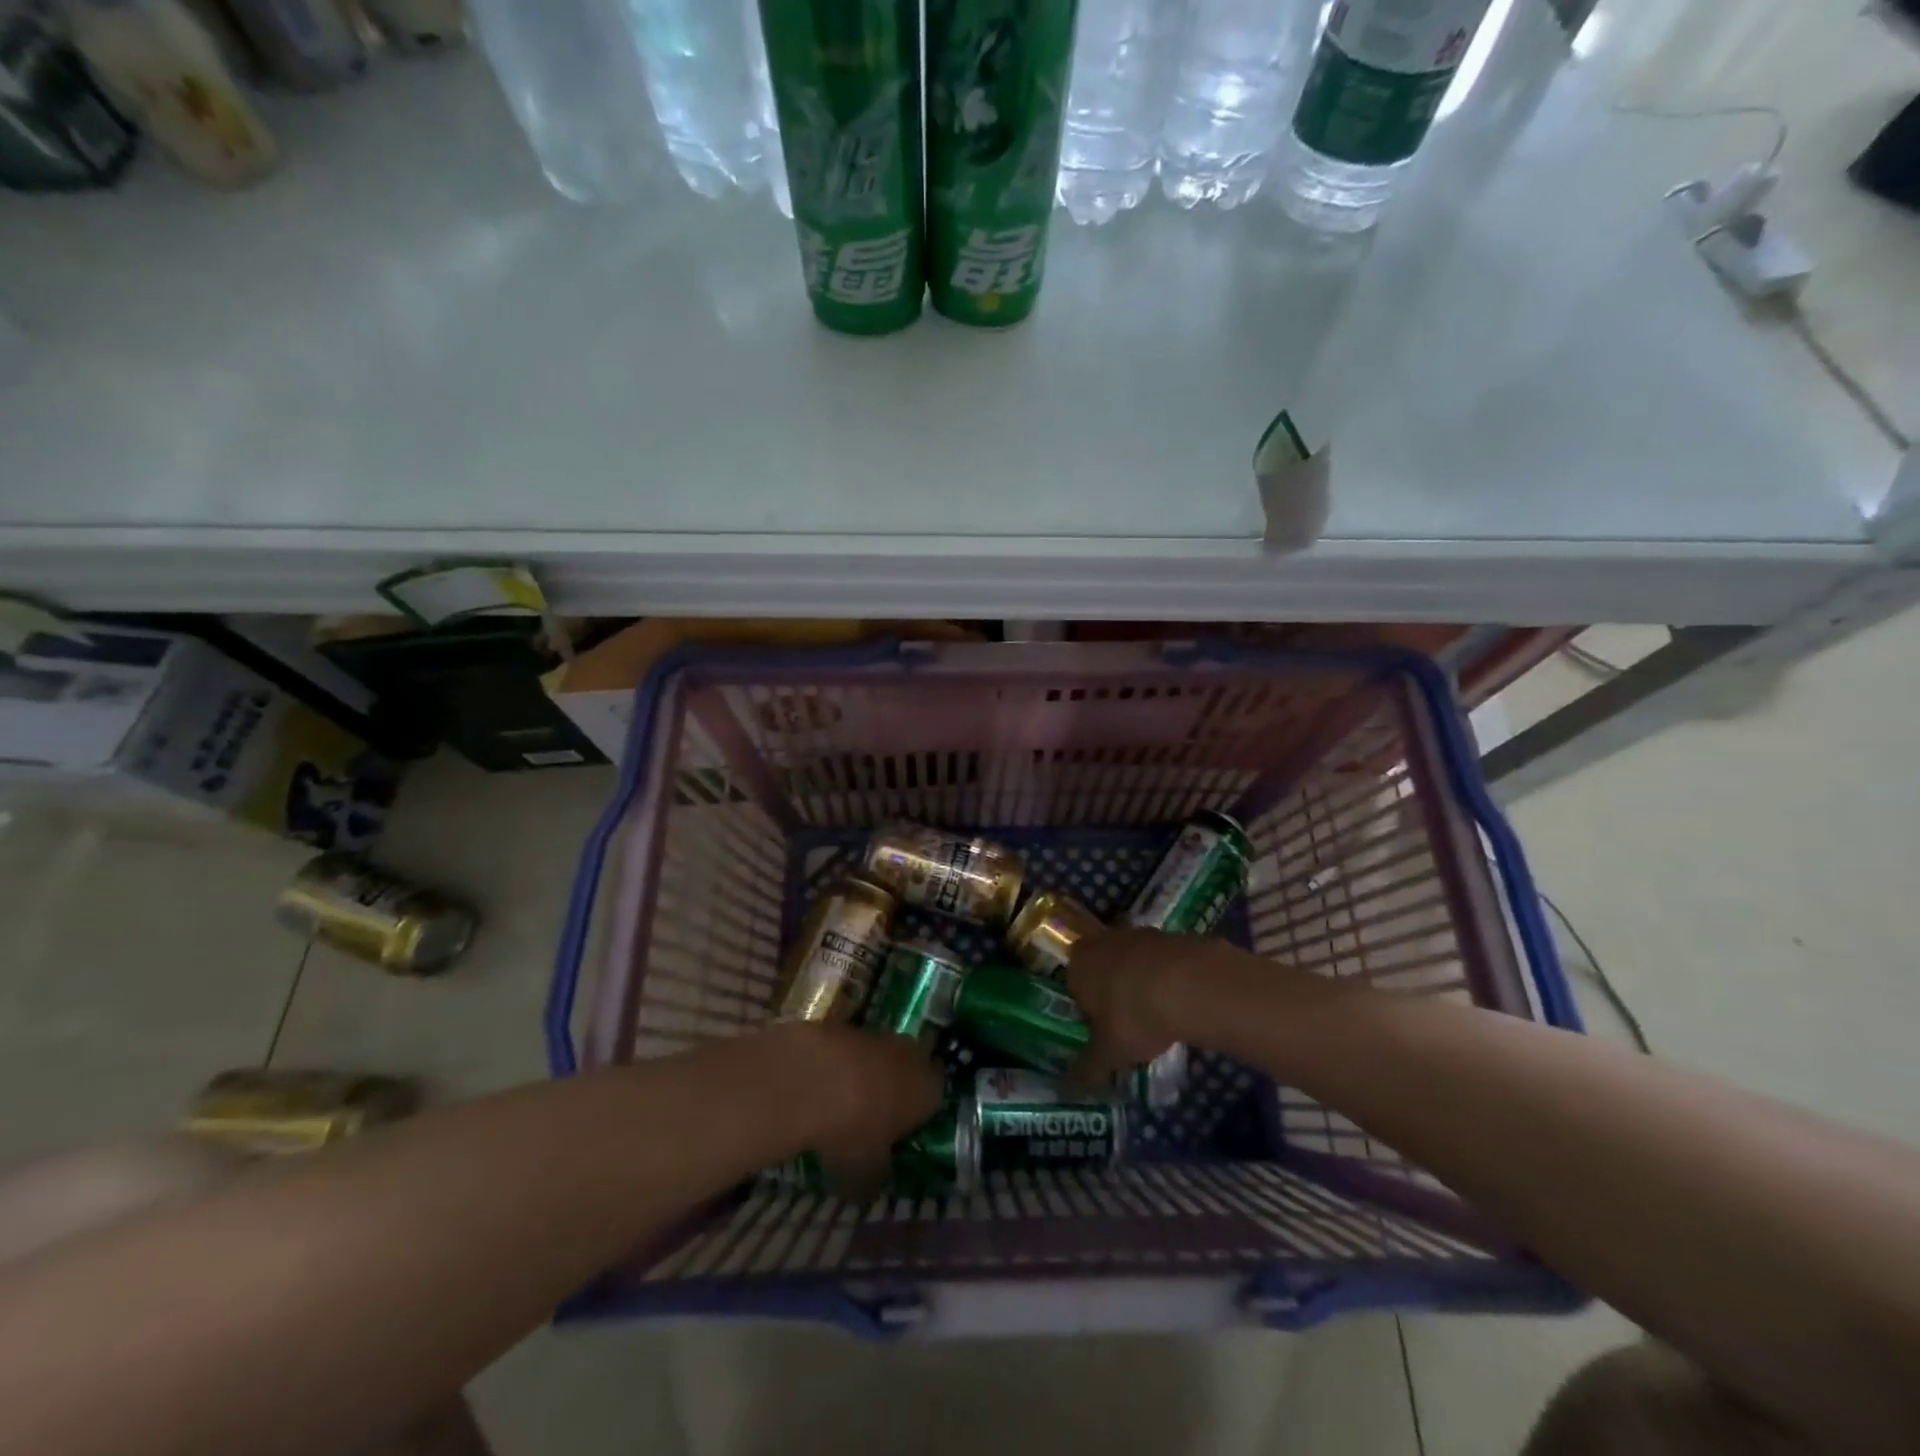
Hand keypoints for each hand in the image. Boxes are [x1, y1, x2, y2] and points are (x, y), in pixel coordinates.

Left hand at [763, 1021, 942, 1194]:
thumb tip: (871, 1185)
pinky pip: (849, 1050)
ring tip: (841, 1104)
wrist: (814, 1078)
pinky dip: (839, 1066)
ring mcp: (879, 1035)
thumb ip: (875, 1177)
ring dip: (865, 1076)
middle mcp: (912, 1055)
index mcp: (929, 1090)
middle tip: (872, 1118)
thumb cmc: (856, 1131)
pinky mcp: (845, 1025)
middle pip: (908, 1072)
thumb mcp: (866, 1172)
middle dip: (893, 1091)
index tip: (899, 1134)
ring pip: (879, 1058)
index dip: (917, 1117)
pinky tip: (819, 1087)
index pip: (934, 1101)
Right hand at [1063, 927, 1204, 1088]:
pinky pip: (1160, 961)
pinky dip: (1166, 978)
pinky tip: (1179, 1003)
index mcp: (1077, 964)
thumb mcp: (1109, 1053)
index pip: (1073, 986)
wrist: (1191, 983)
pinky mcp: (1170, 936)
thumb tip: (1066, 1091)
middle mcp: (1101, 942)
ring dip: (1139, 984)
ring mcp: (1137, 934)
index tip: (1101, 1033)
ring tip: (1156, 1018)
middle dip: (1112, 994)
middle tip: (1127, 1026)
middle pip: (1102, 970)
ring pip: (1131, 963)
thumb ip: (1087, 1070)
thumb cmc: (1134, 1015)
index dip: (1086, 1011)